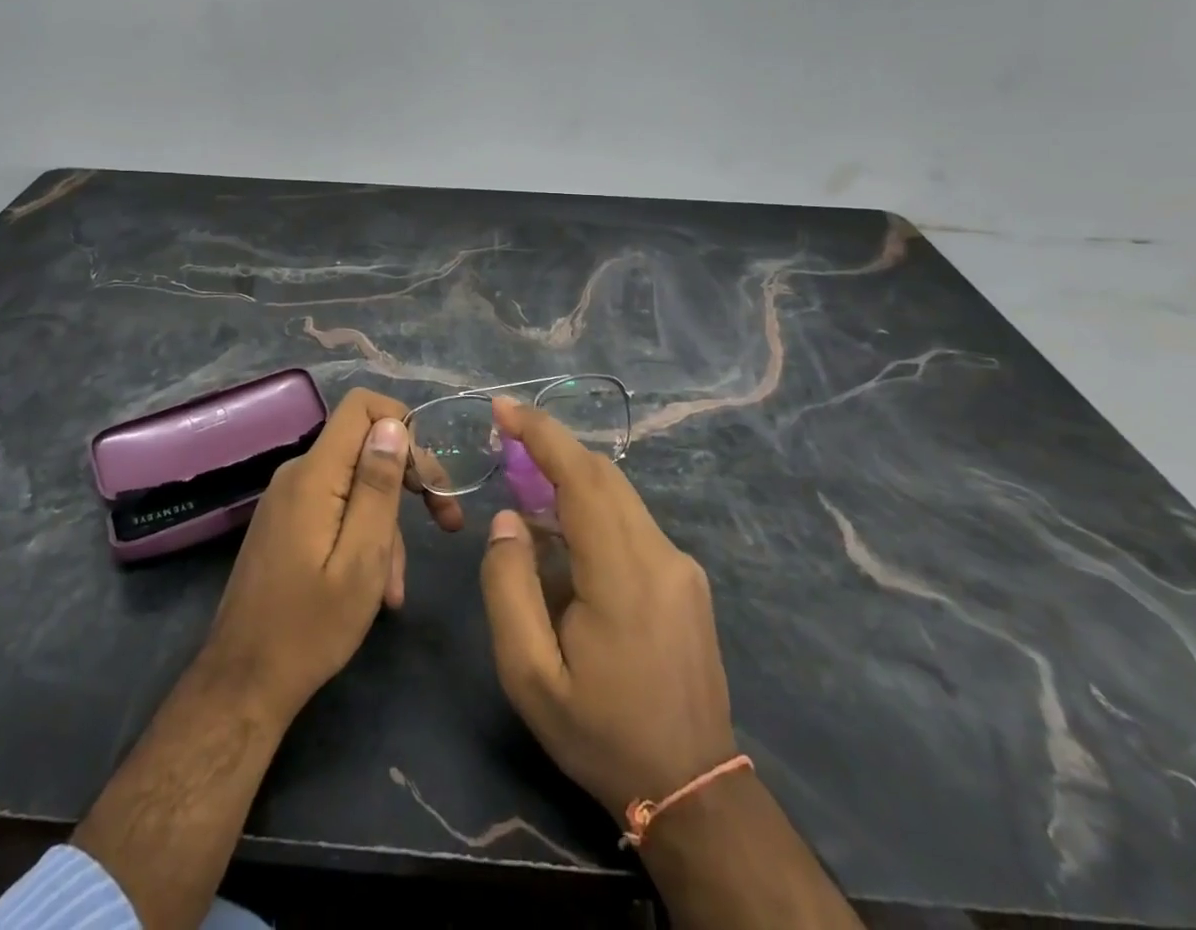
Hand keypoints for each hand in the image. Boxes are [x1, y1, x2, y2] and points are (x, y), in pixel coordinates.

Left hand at [201, 387, 462, 721]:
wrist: (244, 681)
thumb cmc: (310, 626)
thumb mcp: (362, 559)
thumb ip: (378, 487)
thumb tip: (394, 425)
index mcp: (314, 474)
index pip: (361, 406)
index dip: (403, 424)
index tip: (428, 474)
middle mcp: (298, 474)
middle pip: (364, 446)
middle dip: (407, 480)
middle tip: (445, 522)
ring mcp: (288, 499)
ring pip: (354, 486)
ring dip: (385, 526)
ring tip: (394, 588)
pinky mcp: (286, 522)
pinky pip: (335, 509)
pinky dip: (361, 537)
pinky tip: (374, 587)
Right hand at [479, 397, 735, 820]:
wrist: (692, 789)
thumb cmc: (601, 734)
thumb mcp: (530, 675)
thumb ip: (509, 587)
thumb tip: (509, 519)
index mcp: (623, 576)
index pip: (581, 478)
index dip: (541, 433)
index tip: (503, 406)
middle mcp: (661, 555)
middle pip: (603, 475)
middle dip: (552, 446)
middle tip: (505, 438)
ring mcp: (681, 566)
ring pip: (619, 495)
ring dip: (570, 477)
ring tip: (525, 485)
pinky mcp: (686, 578)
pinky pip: (631, 521)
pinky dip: (592, 507)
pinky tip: (563, 536)